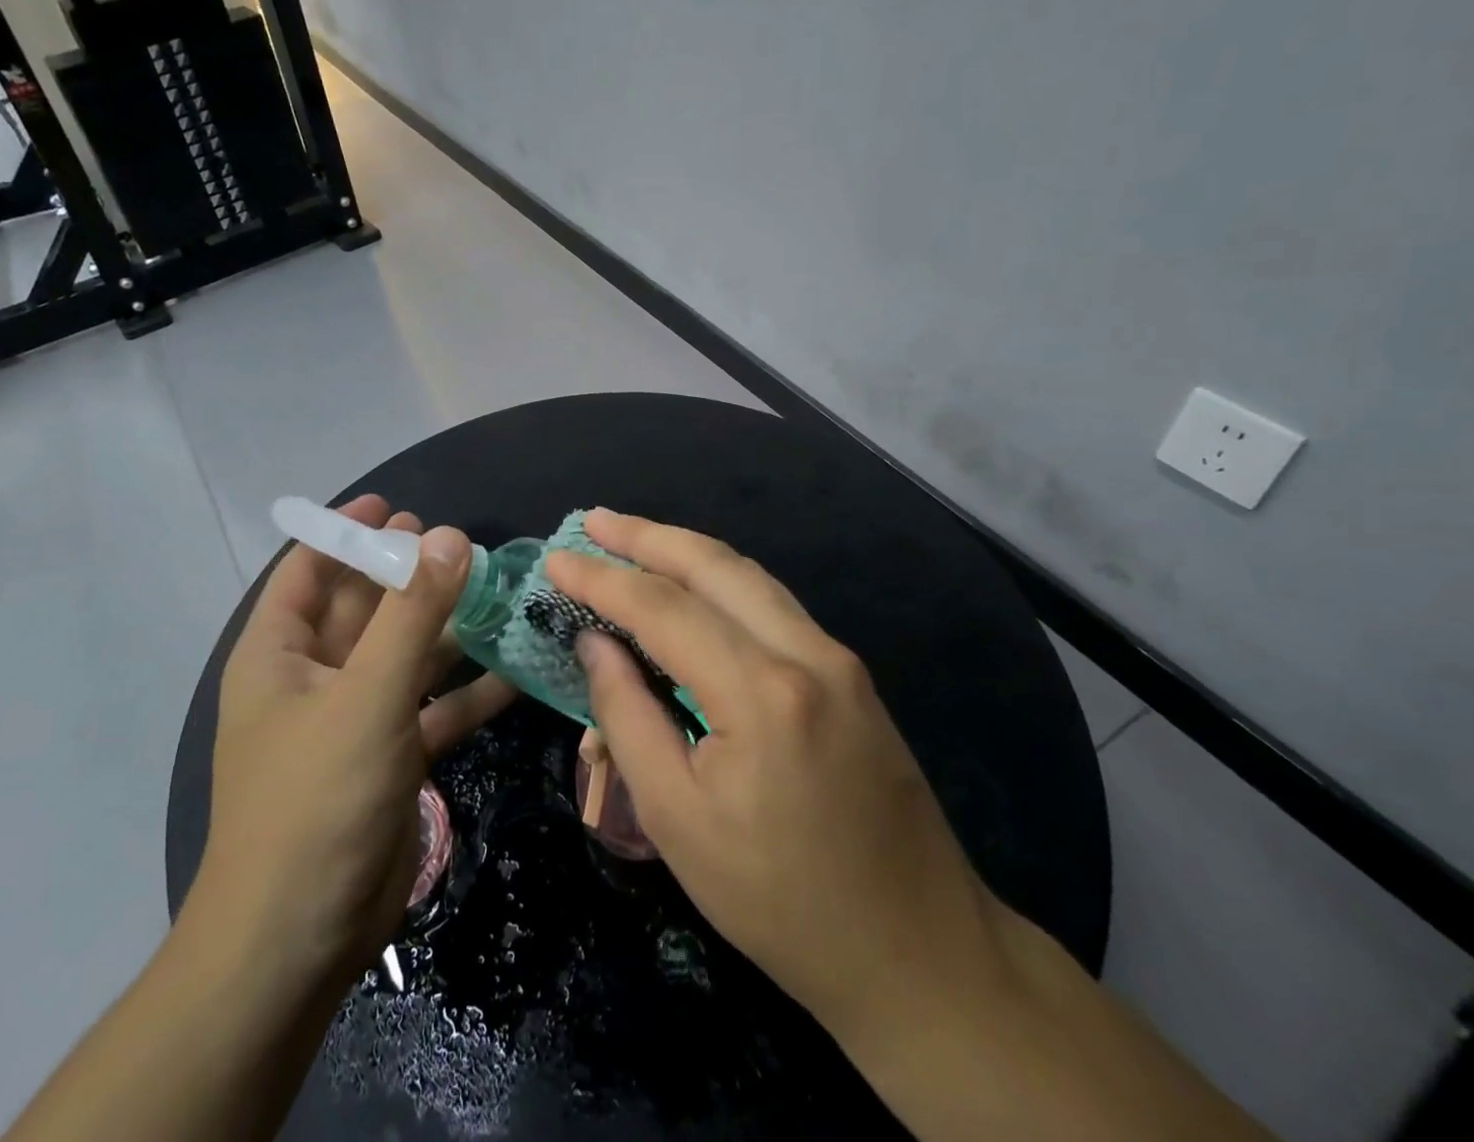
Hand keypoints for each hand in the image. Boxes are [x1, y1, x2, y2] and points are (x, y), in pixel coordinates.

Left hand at [185, 495, 515, 988]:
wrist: (300, 940)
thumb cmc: (315, 799)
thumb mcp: (366, 695)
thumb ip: (411, 614)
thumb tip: (446, 536)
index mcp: (280, 654)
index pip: (306, 570)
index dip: (345, 532)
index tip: (396, 507)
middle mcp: (313, 679)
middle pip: (363, 607)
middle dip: (407, 576)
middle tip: (459, 543)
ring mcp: (353, 720)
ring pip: (403, 656)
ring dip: (446, 629)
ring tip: (497, 592)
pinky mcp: (388, 757)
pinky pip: (430, 709)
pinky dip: (466, 692)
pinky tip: (515, 671)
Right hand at [546, 510, 1012, 1042]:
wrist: (918, 951)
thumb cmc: (781, 902)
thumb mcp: (676, 820)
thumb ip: (627, 717)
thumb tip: (596, 642)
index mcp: (762, 693)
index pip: (663, 608)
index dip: (602, 579)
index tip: (555, 560)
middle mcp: (807, 653)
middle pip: (713, 565)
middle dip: (646, 536)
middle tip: (593, 521)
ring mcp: (838, 657)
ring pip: (748, 575)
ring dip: (684, 550)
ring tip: (631, 538)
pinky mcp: (851, 673)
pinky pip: (771, 603)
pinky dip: (720, 581)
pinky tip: (691, 585)